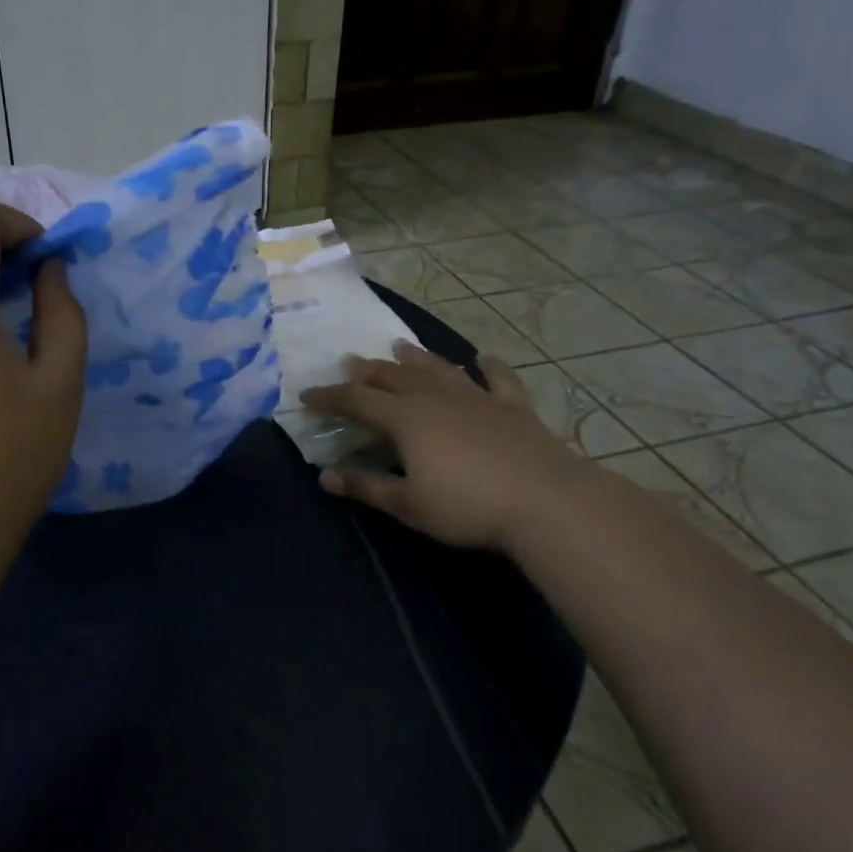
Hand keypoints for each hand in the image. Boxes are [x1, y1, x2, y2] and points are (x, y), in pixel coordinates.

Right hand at [300, 340, 586, 551]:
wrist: (546, 502)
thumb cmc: (468, 506)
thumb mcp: (408, 504)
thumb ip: (365, 486)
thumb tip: (324, 475)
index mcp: (405, 418)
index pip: (356, 400)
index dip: (329, 397)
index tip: (306, 394)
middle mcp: (436, 398)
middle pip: (393, 377)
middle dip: (366, 371)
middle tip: (349, 363)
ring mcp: (477, 398)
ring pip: (438, 370)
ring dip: (416, 357)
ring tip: (399, 345)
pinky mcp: (513, 407)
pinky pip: (499, 379)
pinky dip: (490, 366)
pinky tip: (484, 357)